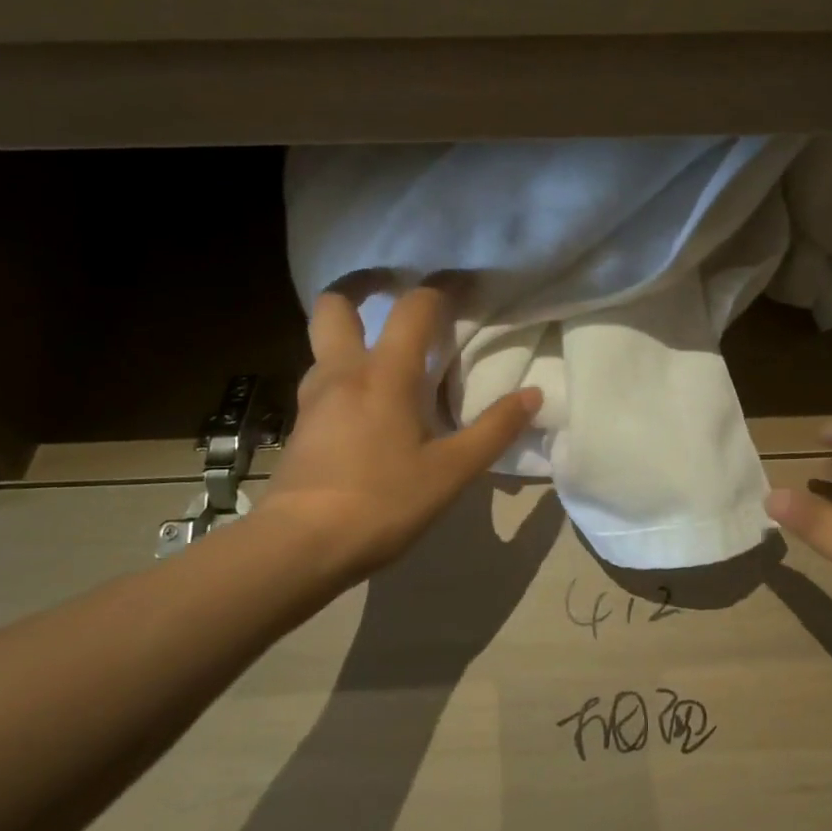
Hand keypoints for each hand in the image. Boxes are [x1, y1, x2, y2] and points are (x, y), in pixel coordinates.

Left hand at [256, 286, 540, 583]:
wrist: (299, 547)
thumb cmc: (382, 503)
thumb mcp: (451, 472)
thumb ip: (494, 430)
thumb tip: (532, 396)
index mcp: (384, 374)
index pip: (413, 308)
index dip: (441, 288)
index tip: (464, 283)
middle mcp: (342, 372)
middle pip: (335, 304)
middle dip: (363, 285)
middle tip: (393, 289)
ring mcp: (313, 398)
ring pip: (324, 342)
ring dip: (353, 333)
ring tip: (389, 354)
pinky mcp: (300, 425)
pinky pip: (324, 378)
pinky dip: (346, 371)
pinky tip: (369, 403)